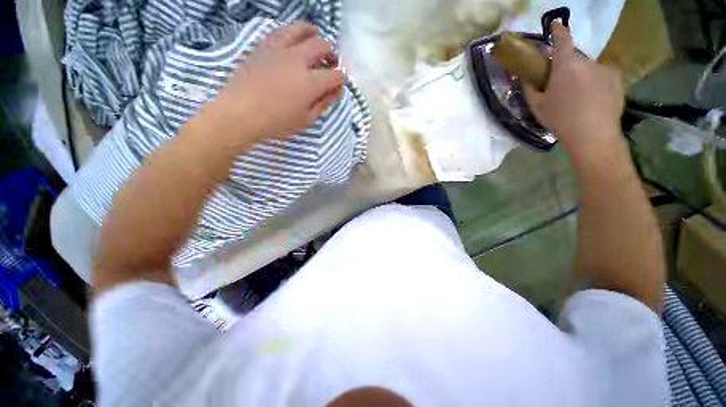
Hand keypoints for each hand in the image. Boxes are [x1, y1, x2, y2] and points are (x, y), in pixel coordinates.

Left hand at [210, 22, 344, 147]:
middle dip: (330, 54)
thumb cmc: (270, 123)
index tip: (334, 85)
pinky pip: (279, 32)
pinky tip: (291, 37)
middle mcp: (298, 60)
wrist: (234, 115)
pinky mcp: (262, 48)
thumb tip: (335, 90)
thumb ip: (322, 104)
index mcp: (310, 82)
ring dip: (312, 32)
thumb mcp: (303, 121)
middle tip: (326, 62)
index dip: (339, 80)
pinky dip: (289, 31)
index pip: (336, 75)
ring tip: (313, 35)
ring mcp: (279, 51)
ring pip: (302, 30)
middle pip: (323, 46)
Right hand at [525, 22, 625, 160]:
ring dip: (590, 77)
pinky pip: (608, 77)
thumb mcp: (539, 107)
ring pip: (593, 69)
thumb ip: (531, 88)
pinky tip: (603, 98)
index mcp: (566, 62)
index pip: (561, 35)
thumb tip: (526, 77)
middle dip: (574, 67)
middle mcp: (586, 61)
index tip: (557, 27)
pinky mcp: (617, 84)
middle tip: (573, 85)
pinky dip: (605, 83)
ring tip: (590, 97)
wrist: (596, 142)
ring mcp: (604, 72)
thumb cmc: (565, 123)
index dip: (558, 29)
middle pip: (577, 57)